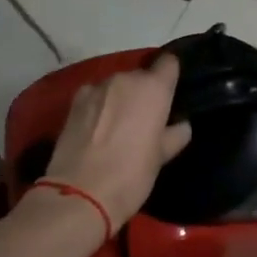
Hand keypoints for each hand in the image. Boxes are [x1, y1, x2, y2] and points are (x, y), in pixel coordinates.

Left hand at [40, 54, 191, 229]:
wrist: (79, 193)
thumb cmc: (131, 175)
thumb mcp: (162, 157)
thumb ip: (175, 135)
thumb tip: (181, 125)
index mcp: (153, 88)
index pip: (169, 63)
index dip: (170, 75)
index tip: (171, 93)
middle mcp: (126, 78)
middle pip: (140, 76)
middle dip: (143, 92)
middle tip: (144, 119)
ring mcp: (97, 87)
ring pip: (116, 86)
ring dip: (120, 98)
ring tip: (117, 126)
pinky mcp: (74, 101)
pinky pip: (95, 95)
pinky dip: (98, 105)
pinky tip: (95, 127)